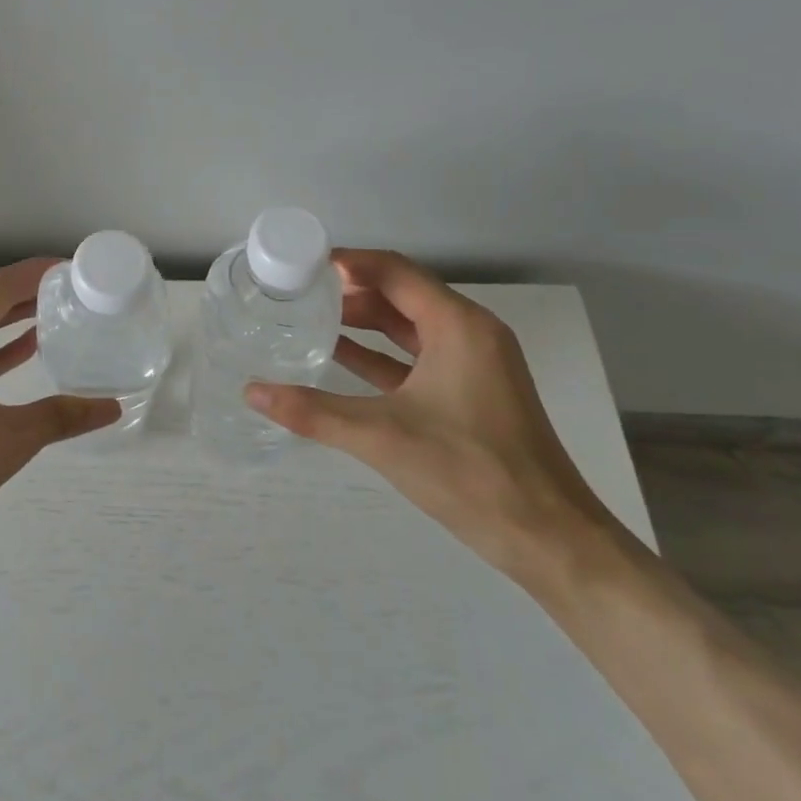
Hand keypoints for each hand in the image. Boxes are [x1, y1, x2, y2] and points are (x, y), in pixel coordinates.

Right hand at [245, 249, 613, 578]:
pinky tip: (339, 356)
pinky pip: (416, 357)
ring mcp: (473, 364)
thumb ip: (313, 411)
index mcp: (458, 326)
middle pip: (402, 293)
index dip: (348, 262)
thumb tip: (251, 392)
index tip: (301, 264)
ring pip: (408, 326)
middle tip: (297, 291)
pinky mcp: (470, 393)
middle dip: (350, 290)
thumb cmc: (471, 472)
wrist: (548, 537)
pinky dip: (379, 353)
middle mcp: (469, 333)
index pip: (394, 271)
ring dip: (363, 320)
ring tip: (309, 316)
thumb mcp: (383, 437)